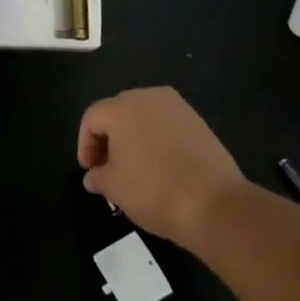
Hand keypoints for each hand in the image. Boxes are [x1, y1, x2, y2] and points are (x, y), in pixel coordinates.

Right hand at [77, 87, 246, 247]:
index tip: (90, 171)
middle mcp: (147, 97)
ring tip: (134, 167)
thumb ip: (98, 177)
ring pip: (143, 116)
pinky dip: (156, 139)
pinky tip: (160, 166)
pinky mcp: (198, 120)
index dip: (85, 145)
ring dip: (133, 137)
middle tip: (107, 168)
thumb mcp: (114, 188)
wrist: (214, 203)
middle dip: (108, 138)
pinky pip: (166, 124)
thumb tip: (93, 176)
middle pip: (117, 112)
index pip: (92, 119)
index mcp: (121, 108)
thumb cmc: (153, 191)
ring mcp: (176, 106)